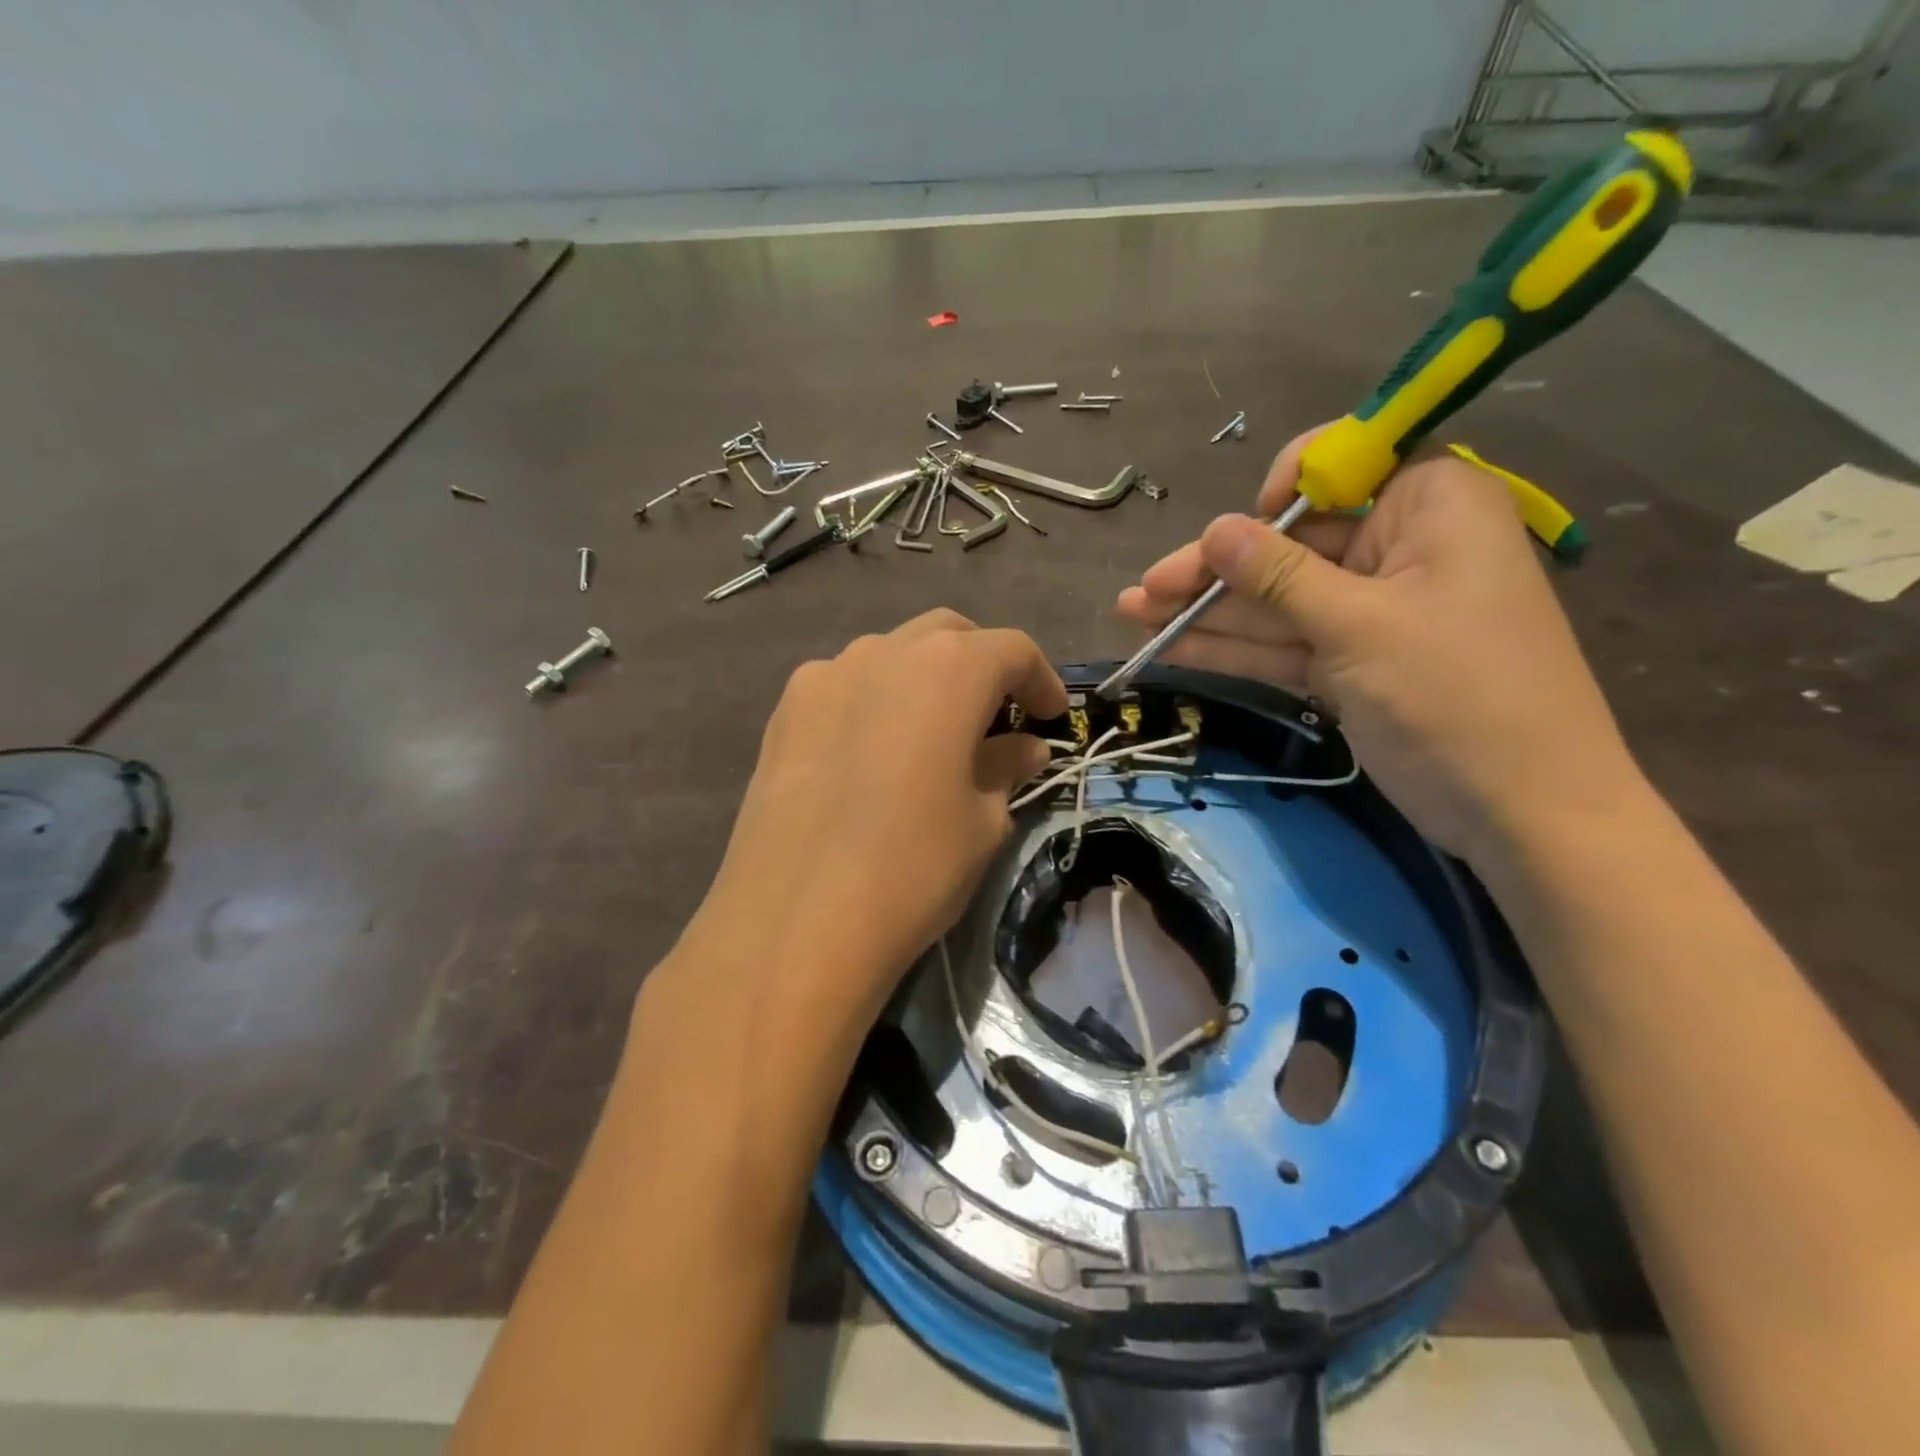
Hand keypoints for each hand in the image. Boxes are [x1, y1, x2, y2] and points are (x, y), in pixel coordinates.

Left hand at [679, 610, 1066, 1043]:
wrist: (793, 924)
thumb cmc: (913, 869)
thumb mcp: (982, 822)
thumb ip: (1005, 769)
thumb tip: (1023, 748)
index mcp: (947, 669)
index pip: (1010, 649)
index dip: (1040, 679)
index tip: (1052, 716)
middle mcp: (883, 651)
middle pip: (947, 636)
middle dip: (981, 665)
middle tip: (997, 716)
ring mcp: (823, 676)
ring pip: (890, 655)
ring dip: (923, 680)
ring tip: (933, 735)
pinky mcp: (782, 712)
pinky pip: (843, 687)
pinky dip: (874, 701)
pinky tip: (873, 754)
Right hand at [1116, 428, 1642, 864]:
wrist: (1523, 812)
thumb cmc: (1458, 694)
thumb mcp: (1360, 626)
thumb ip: (1279, 576)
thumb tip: (1214, 529)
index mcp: (1430, 504)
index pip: (1343, 465)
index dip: (1278, 490)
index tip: (1233, 531)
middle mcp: (1398, 547)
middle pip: (1289, 543)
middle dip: (1215, 569)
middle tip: (1144, 590)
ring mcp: (1369, 611)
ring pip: (1276, 600)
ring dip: (1207, 611)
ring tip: (1133, 616)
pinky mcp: (1349, 662)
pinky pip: (1282, 643)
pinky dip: (1232, 648)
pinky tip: (1169, 646)